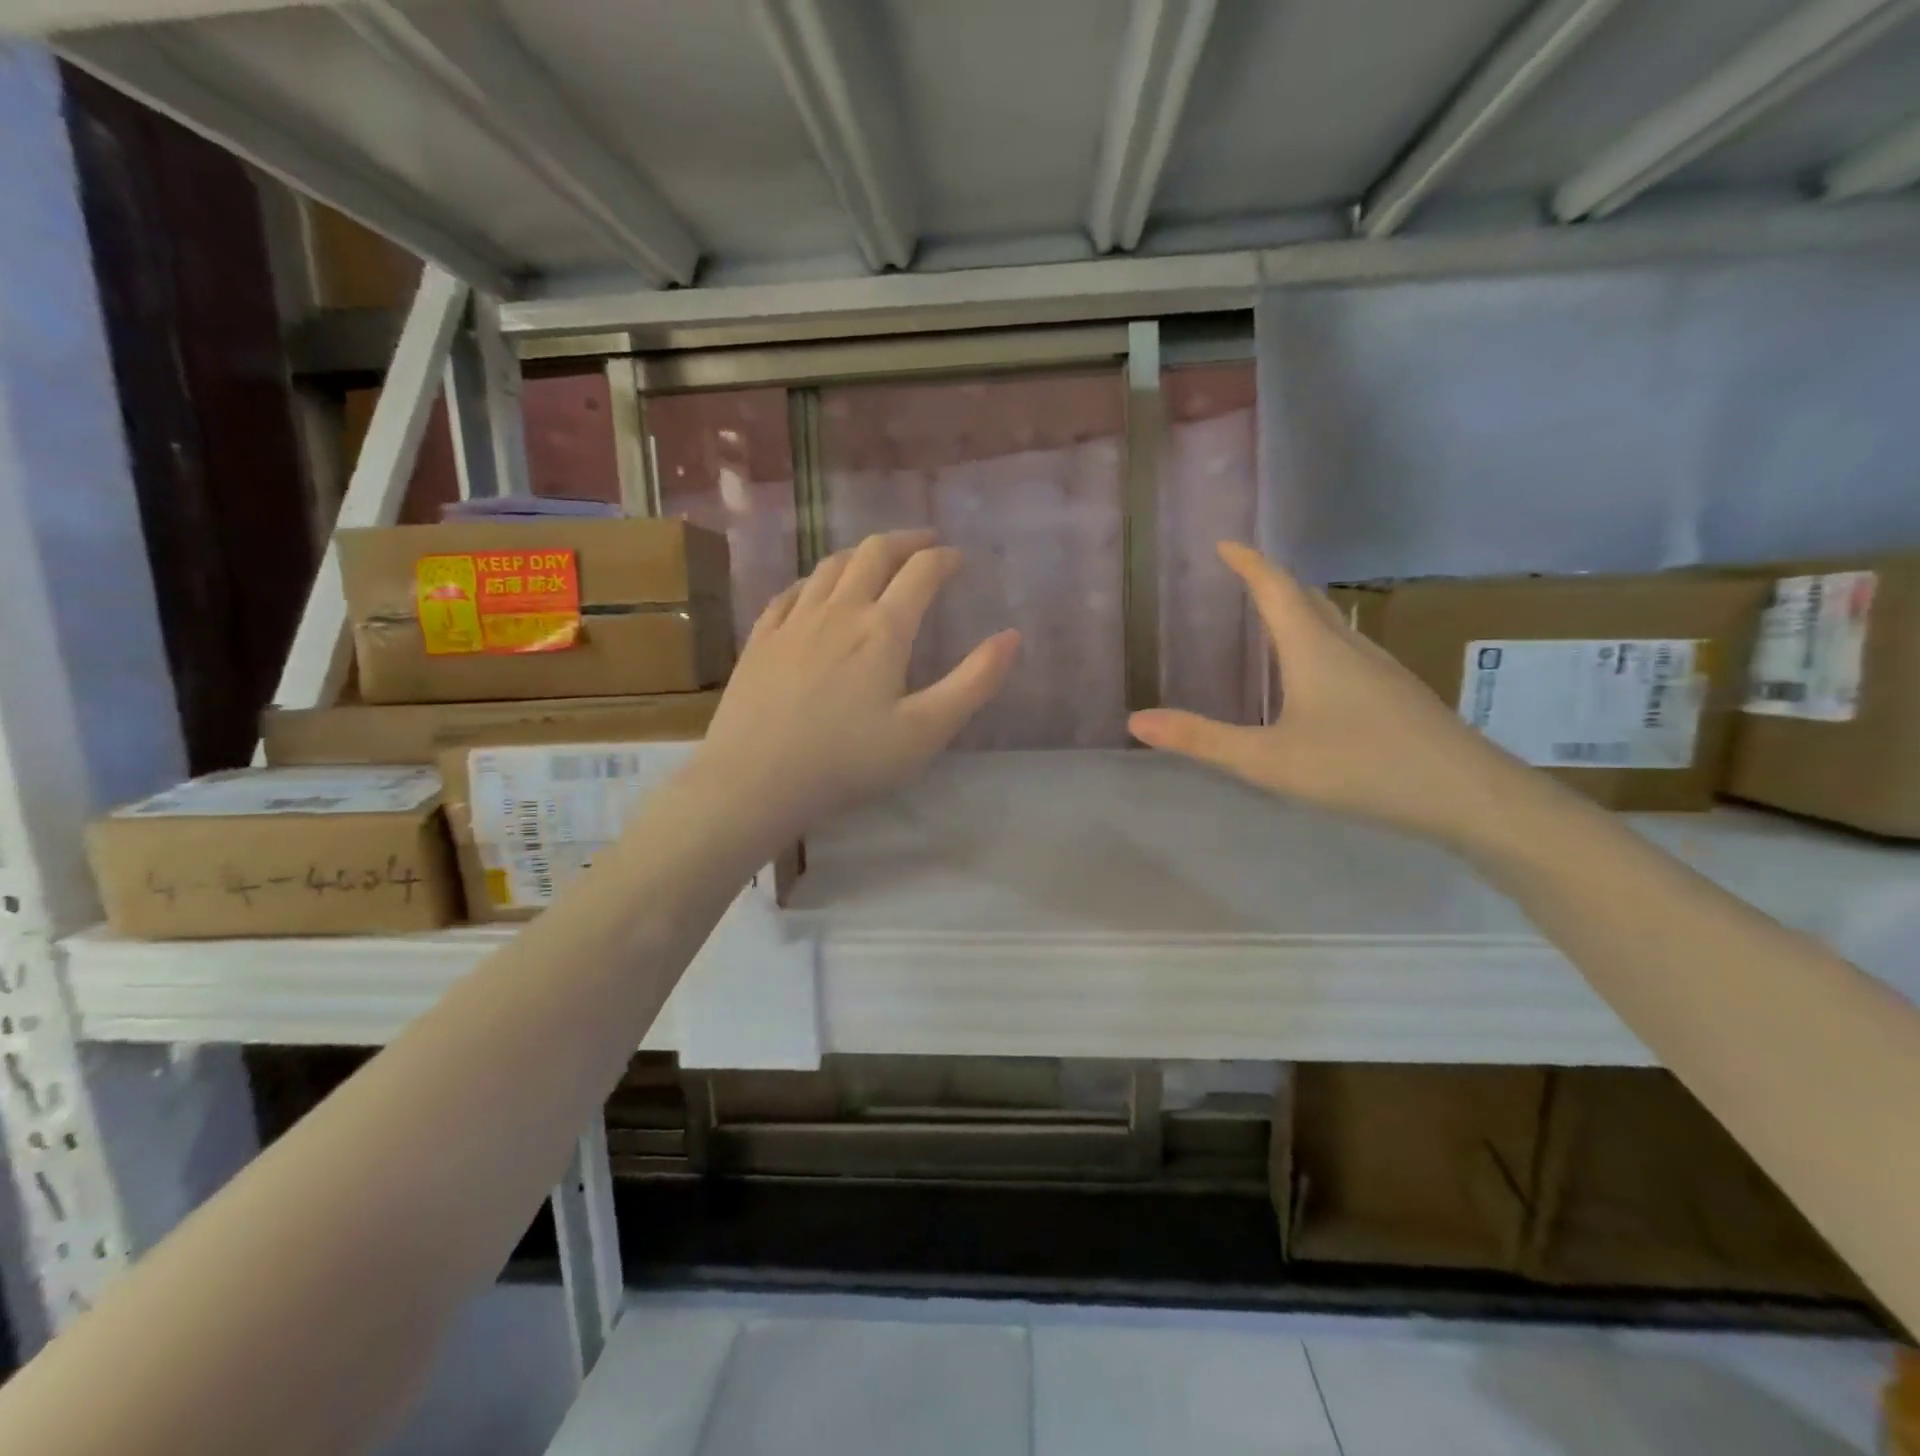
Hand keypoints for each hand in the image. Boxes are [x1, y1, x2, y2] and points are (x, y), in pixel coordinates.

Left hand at [694, 530, 1019, 841]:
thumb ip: (974, 682)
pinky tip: (814, 590)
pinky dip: (813, 580)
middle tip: (924, 544)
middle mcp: (838, 610)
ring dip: (860, 554)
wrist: (755, 780)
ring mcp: (793, 621)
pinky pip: (790, 592)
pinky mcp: (761, 639)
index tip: (958, 559)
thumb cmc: (847, 760)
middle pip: (873, 552)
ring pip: (830, 566)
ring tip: (876, 560)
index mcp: (883, 629)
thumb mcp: (925, 730)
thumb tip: (1012, 636)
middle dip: (905, 541)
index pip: (921, 572)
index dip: (944, 559)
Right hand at [1128, 543, 1524, 844]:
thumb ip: (1201, 740)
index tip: (1226, 544)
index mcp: (1315, 649)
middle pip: (1308, 600)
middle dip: (1273, 582)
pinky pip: (1348, 650)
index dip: (1249, 564)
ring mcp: (1381, 670)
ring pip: (1333, 625)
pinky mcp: (1398, 694)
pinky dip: (1320, 642)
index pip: (1276, 589)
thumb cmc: (1361, 767)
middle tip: (1243, 576)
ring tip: (1274, 618)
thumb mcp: (1268, 760)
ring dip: (1300, 611)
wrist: (1467, 795)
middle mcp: (1349, 648)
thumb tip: (1136, 720)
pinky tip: (1319, 675)